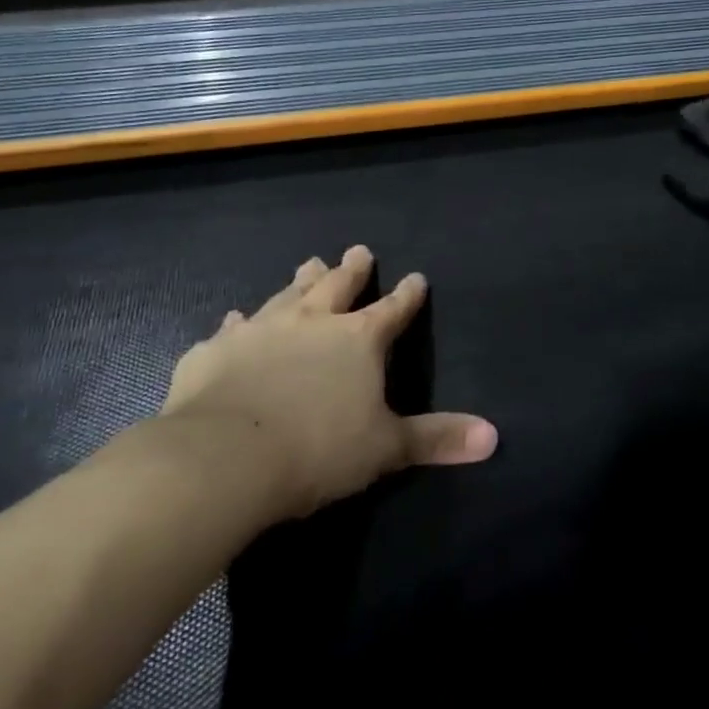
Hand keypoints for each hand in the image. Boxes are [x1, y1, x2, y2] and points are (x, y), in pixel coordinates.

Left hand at [160, 246, 497, 518]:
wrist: (224, 458)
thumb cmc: (318, 449)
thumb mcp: (387, 448)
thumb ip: (437, 438)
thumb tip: (493, 437)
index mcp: (358, 339)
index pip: (393, 310)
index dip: (407, 295)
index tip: (417, 277)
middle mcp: (312, 322)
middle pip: (338, 286)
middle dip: (352, 269)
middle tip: (358, 250)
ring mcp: (260, 331)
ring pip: (287, 295)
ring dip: (301, 281)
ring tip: (309, 263)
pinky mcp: (215, 351)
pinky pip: (231, 328)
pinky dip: (239, 322)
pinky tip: (235, 319)